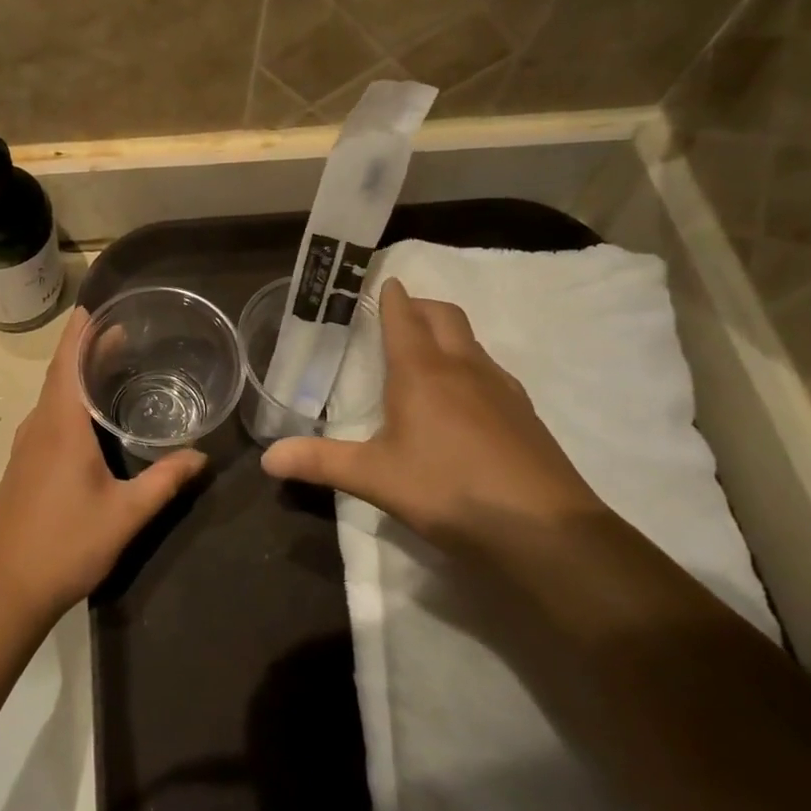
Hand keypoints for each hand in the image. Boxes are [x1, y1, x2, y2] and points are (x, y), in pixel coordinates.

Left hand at [0, 308, 206, 620]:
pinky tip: (89, 416)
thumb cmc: (67, 544)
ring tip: (109, 365)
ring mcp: (26, 446)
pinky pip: (47, 416)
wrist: (7, 588)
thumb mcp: (126, 514)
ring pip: (52, 396)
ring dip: (76, 374)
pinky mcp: (22, 464)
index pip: (67, 362)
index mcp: (60, 426)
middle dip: (86, 348)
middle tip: (121, 332)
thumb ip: (165, 481)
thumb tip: (201, 457)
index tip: (96, 306)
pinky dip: (68, 400)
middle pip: (60, 374)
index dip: (80, 332)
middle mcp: (38, 426)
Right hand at [260, 279, 608, 557]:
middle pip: (445, 316)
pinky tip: (464, 402)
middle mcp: (464, 368)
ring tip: (428, 355)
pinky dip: (471, 367)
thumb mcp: (374, 477)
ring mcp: (501, 389)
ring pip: (472, 343)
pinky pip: (492, 373)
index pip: (404, 318)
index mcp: (422, 371)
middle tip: (401, 313)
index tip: (385, 280)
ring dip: (449, 335)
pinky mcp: (525, 415)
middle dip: (422, 306)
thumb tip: (267, 459)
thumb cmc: (448, 490)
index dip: (392, 297)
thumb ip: (320, 462)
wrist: (544, 530)